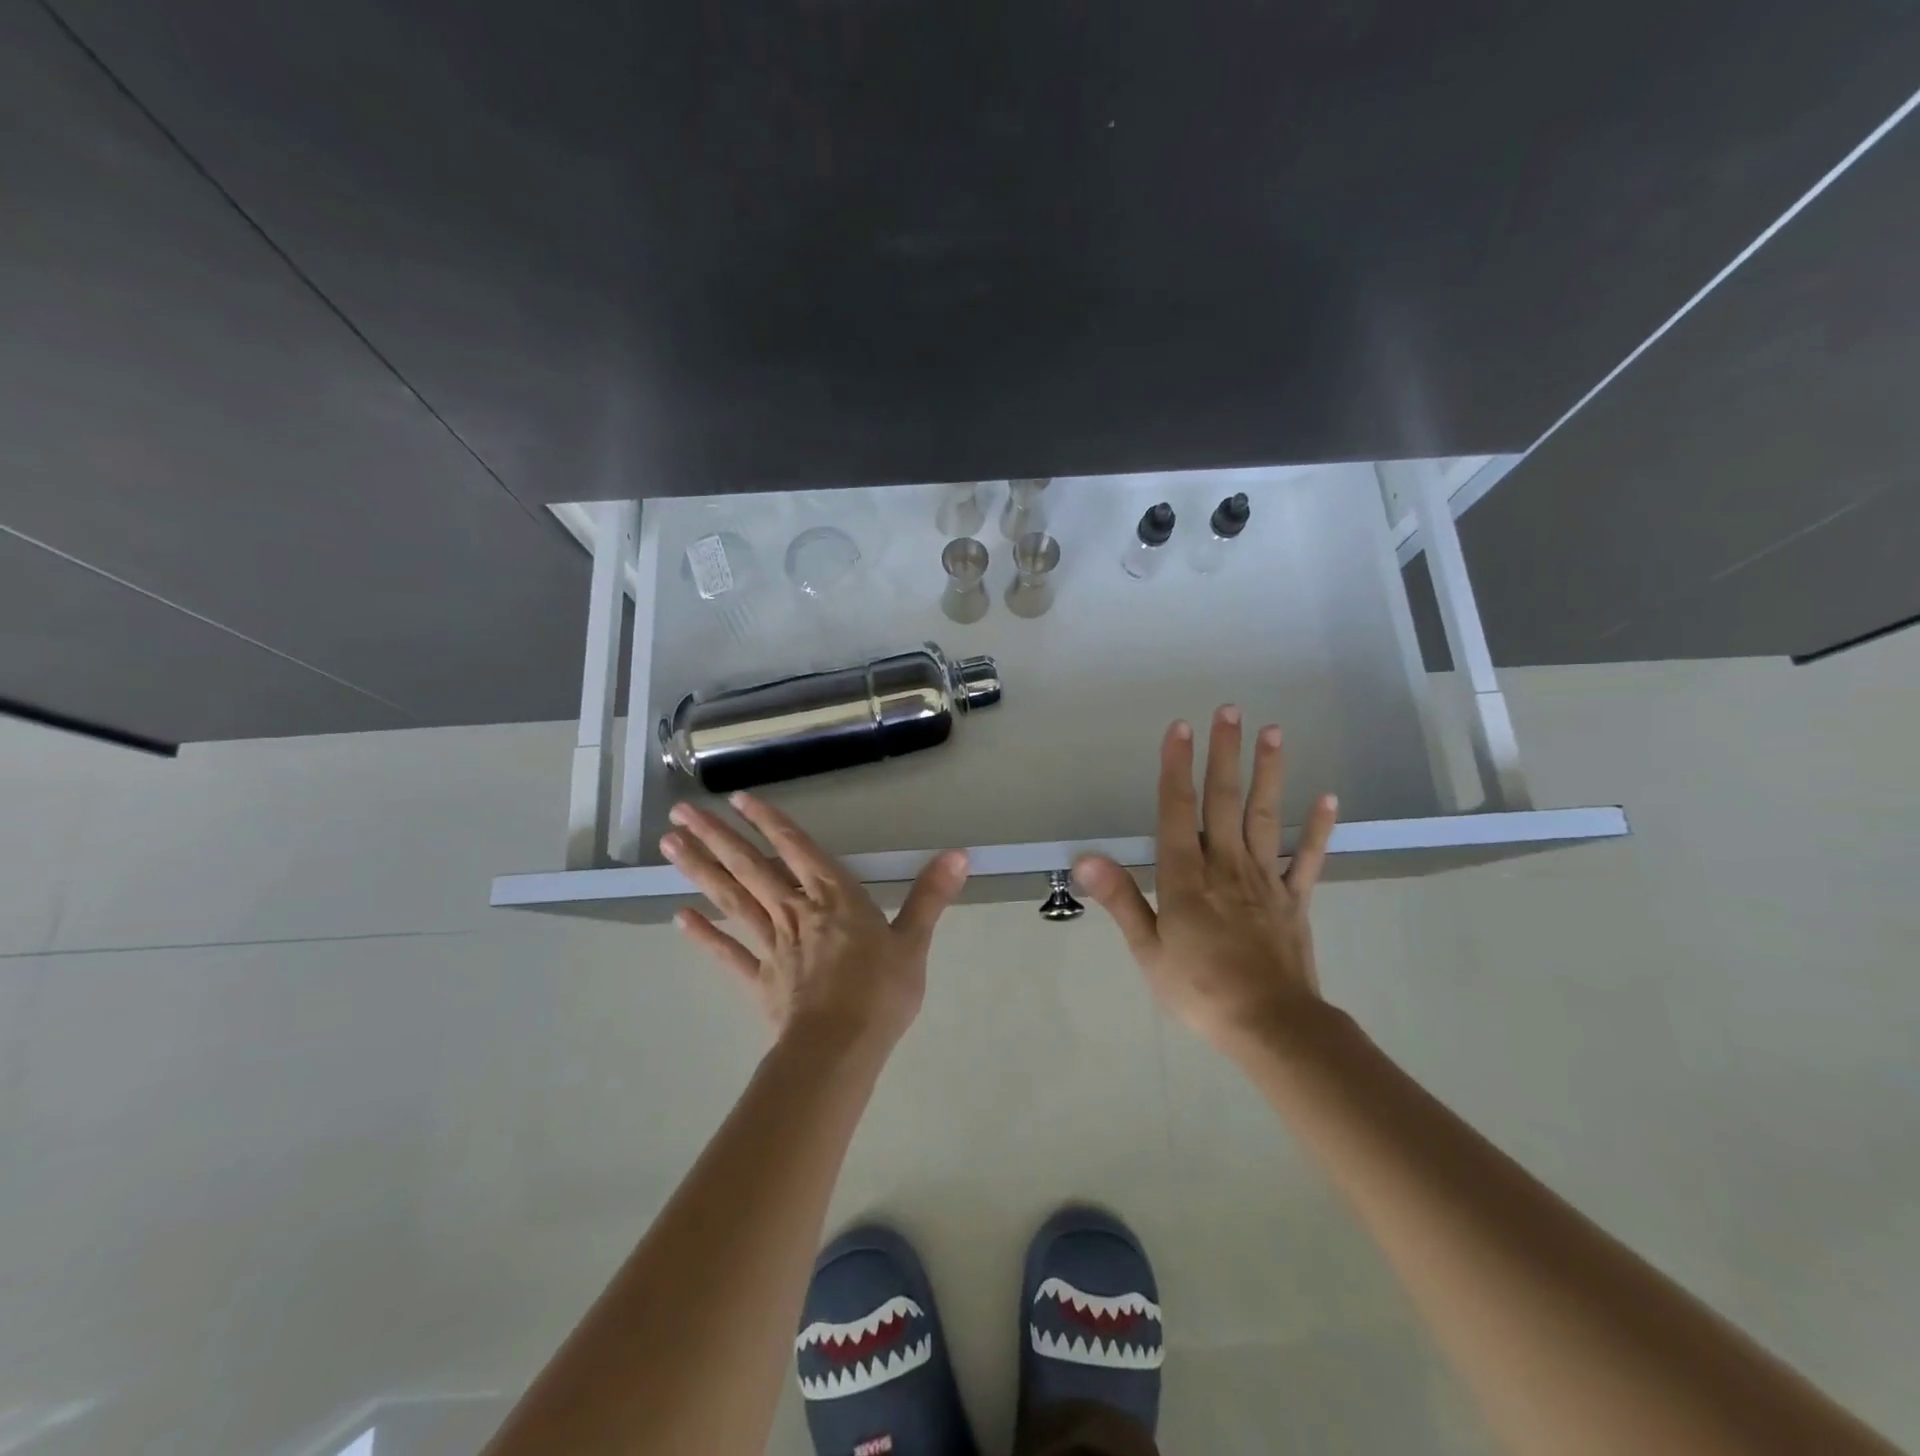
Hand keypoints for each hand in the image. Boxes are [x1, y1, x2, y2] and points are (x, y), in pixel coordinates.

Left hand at [662, 792, 968, 1049]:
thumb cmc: (881, 992)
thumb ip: (930, 896)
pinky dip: (704, 936)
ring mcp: (772, 945)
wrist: (841, 1050)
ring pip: (732, 900)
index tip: (738, 798)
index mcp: (834, 897)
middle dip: (717, 838)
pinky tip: (680, 918)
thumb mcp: (914, 941)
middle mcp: (796, 911)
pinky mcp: (760, 979)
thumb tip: (959, 854)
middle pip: (751, 868)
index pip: (798, 849)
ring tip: (670, 846)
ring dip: (701, 872)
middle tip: (681, 812)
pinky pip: (728, 954)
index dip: (770, 822)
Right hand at [1073, 707, 1338, 1057]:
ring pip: (1264, 816)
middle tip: (1229, 711)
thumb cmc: (1200, 990)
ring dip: (1269, 772)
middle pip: (1223, 800)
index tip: (1179, 728)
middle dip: (1223, 753)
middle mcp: (1225, 866)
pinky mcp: (1294, 899)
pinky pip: (1307, 858)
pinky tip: (1328, 797)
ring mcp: (1264, 879)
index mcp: (1186, 877)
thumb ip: (1121, 899)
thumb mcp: (1149, 950)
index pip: (1178, 810)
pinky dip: (1317, 828)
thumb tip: (1085, 858)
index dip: (1176, 767)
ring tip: (1274, 732)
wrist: (1271, 1026)